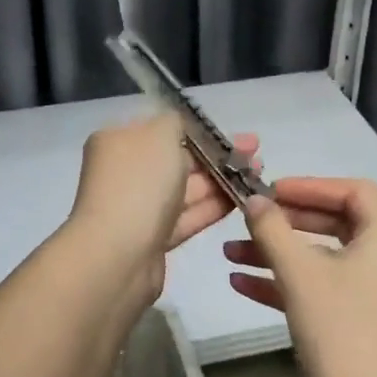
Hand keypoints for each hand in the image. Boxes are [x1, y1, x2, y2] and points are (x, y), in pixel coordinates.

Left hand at [64, 112, 259, 304]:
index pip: (161, 129)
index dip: (198, 129)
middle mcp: (126, 172)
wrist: (117, 254)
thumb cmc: (139, 183)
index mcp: (118, 141)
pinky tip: (245, 199)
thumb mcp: (160, 134)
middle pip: (177, 159)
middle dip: (217, 155)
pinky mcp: (153, 238)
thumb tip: (181, 126)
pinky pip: (187, 217)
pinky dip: (214, 207)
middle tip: (256, 152)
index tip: (231, 132)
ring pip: (186, 189)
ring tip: (259, 174)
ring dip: (222, 180)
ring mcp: (139, 208)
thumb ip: (176, 122)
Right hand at [224, 177, 376, 376]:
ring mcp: (369, 294)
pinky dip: (283, 282)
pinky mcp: (354, 321)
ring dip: (276, 252)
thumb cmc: (338, 329)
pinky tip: (240, 284)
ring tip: (229, 252)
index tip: (273, 191)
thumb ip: (272, 229)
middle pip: (334, 223)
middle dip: (286, 221)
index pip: (355, 191)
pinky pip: (317, 289)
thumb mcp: (299, 273)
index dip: (312, 185)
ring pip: (319, 259)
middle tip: (250, 218)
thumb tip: (253, 199)